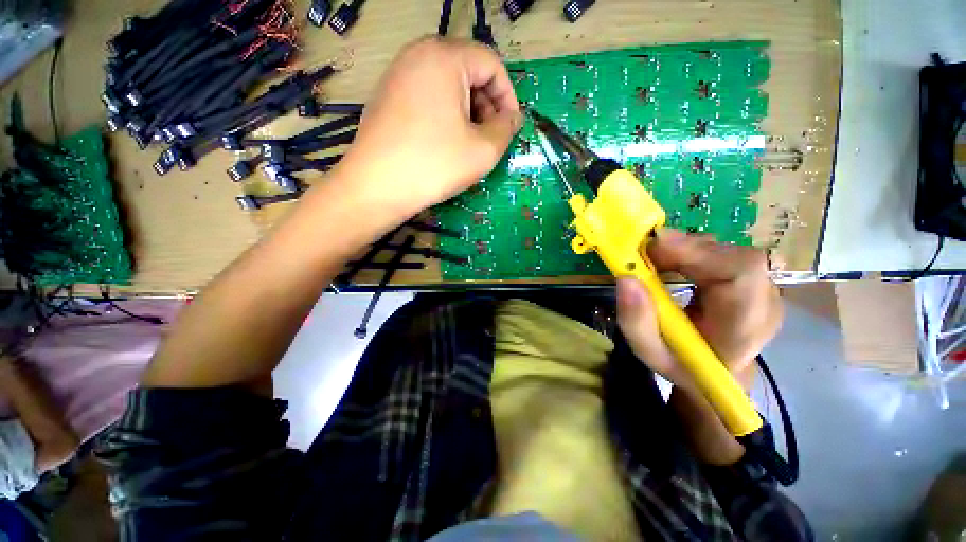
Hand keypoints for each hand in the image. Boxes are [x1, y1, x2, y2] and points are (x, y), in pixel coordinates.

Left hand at [336, 37, 521, 222]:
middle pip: (468, 70)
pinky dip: (445, 114)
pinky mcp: (388, 95)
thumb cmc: (434, 165)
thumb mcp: (483, 150)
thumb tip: (512, 118)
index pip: (491, 64)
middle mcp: (418, 54)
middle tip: (490, 137)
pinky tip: (445, 142)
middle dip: (487, 104)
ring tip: (469, 143)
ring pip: (448, 85)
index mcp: (444, 57)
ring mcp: (399, 73)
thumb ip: (507, 129)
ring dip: (468, 111)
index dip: (508, 96)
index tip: (511, 127)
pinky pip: (428, 95)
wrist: (376, 187)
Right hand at [616, 229, 781, 389]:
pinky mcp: (749, 279)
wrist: (718, 373)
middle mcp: (764, 302)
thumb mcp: (650, 354)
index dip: (698, 252)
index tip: (653, 248)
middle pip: (733, 256)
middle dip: (683, 248)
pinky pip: (721, 253)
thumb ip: (636, 322)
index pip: (741, 272)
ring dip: (683, 249)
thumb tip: (626, 279)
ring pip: (726, 251)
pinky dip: (689, 251)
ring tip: (651, 259)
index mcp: (744, 328)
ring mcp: (761, 288)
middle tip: (642, 253)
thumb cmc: (684, 367)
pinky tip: (668, 261)